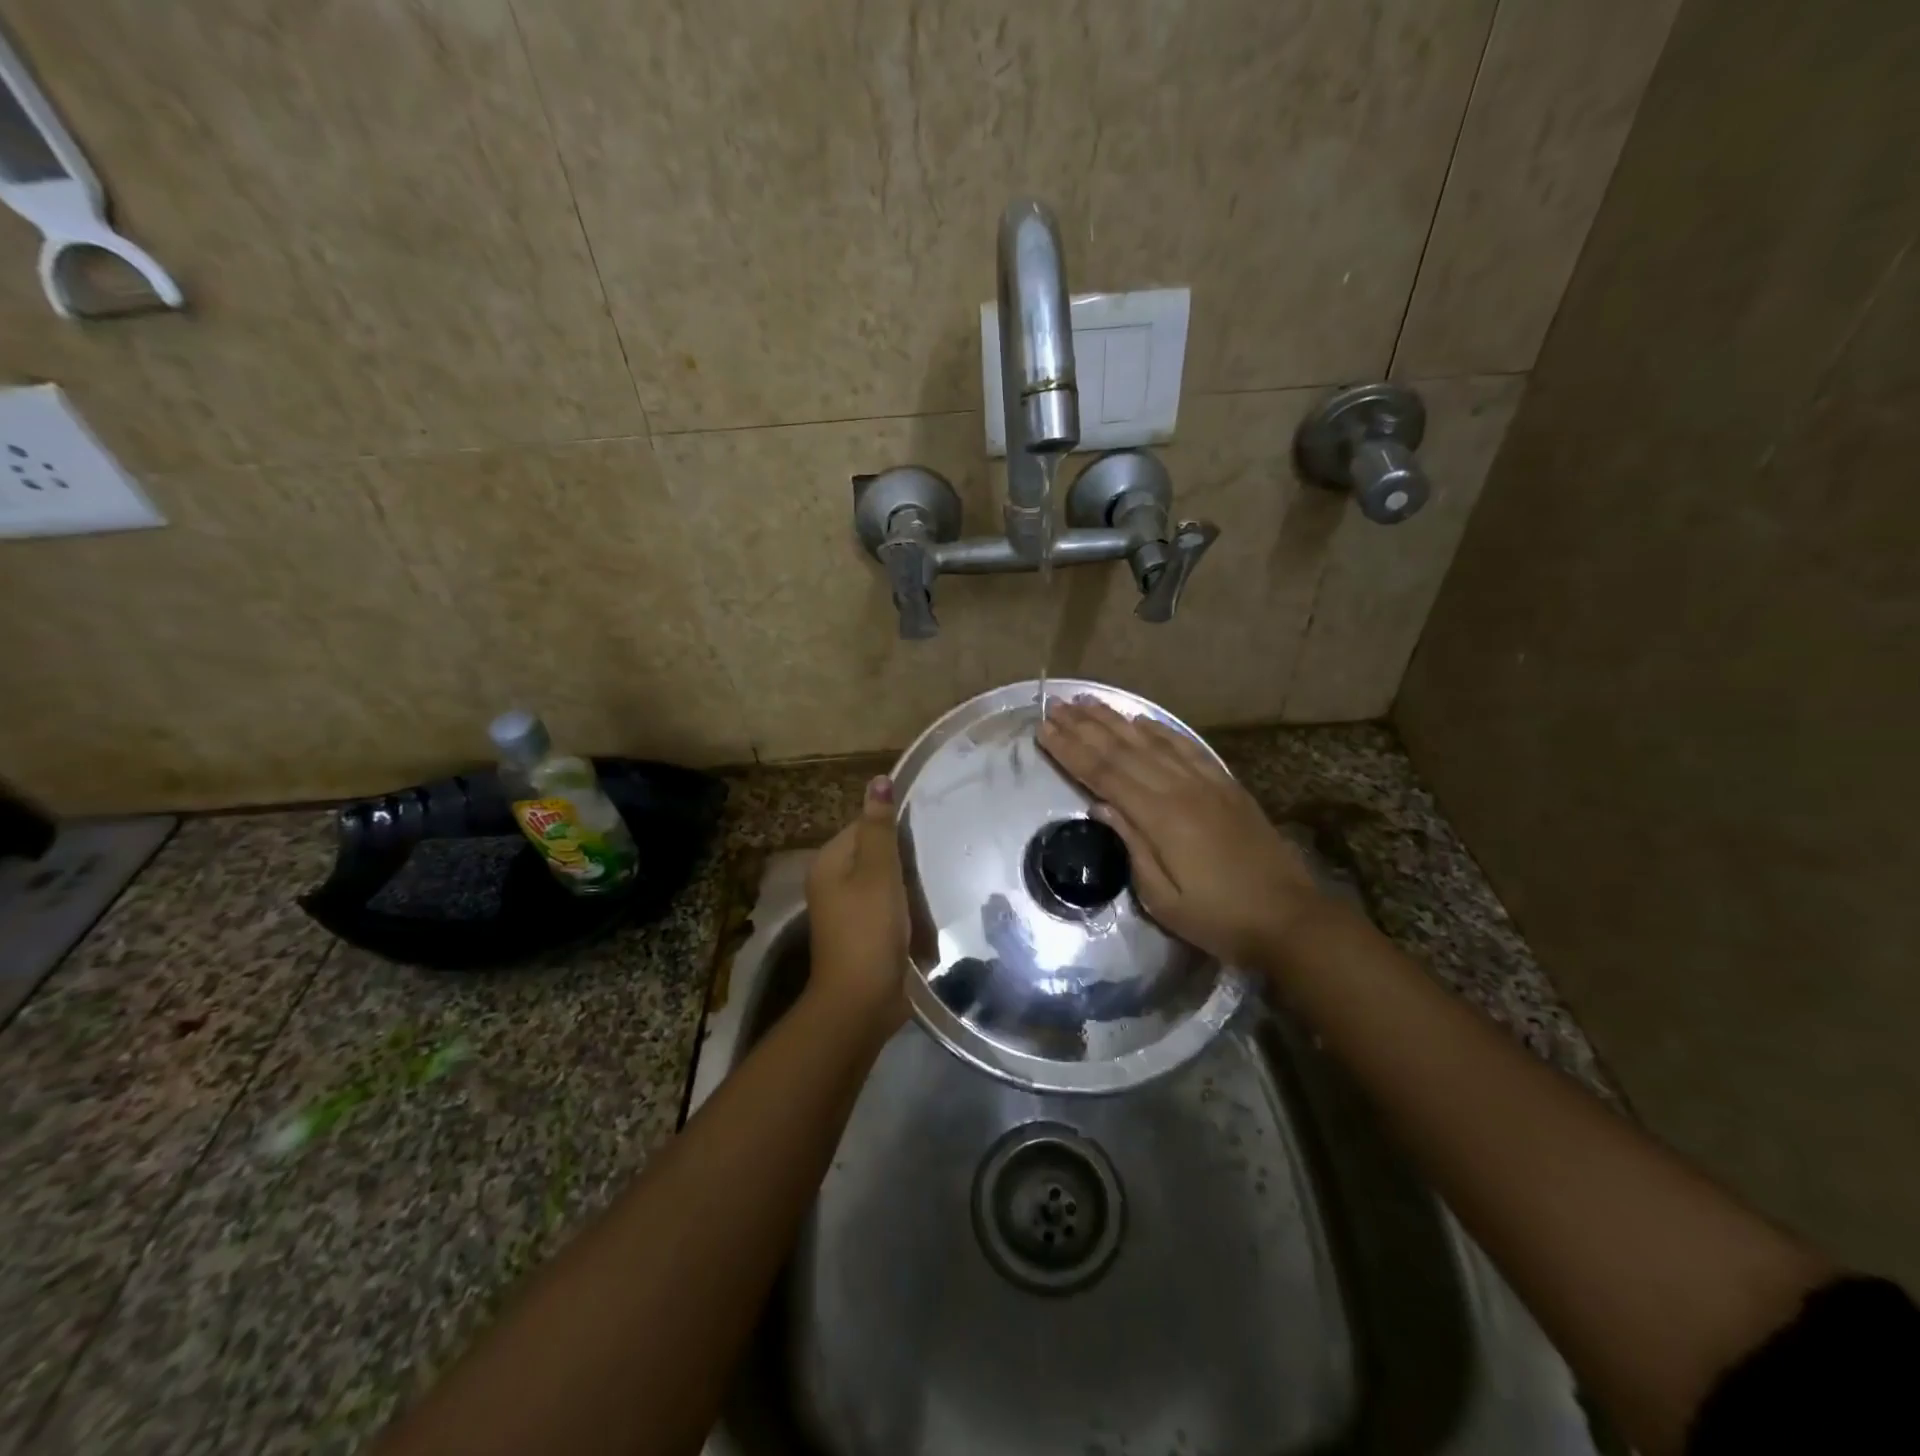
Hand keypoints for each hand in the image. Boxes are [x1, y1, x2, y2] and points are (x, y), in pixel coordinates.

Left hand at [805, 776, 910, 1037]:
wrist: (862, 1001)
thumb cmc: (869, 929)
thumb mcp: (879, 872)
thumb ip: (880, 827)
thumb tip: (879, 779)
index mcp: (829, 863)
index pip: (864, 826)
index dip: (894, 828)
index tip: (926, 834)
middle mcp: (832, 884)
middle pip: (875, 855)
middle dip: (904, 860)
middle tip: (937, 860)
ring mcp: (846, 913)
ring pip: (885, 884)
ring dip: (908, 887)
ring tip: (936, 886)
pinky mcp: (863, 936)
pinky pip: (888, 911)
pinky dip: (906, 911)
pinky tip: (927, 915)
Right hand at [1037, 699, 1324, 968]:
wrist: (1289, 917)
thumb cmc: (1218, 917)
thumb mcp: (1163, 898)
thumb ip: (1131, 846)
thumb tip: (1100, 807)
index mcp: (1160, 817)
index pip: (1103, 774)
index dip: (1071, 750)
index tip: (1043, 730)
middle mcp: (1180, 788)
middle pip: (1123, 749)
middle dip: (1084, 727)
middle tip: (1055, 706)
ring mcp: (1206, 782)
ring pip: (1151, 741)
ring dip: (1116, 720)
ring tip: (1087, 701)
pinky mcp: (1225, 785)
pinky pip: (1187, 747)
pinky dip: (1161, 730)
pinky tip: (1143, 720)